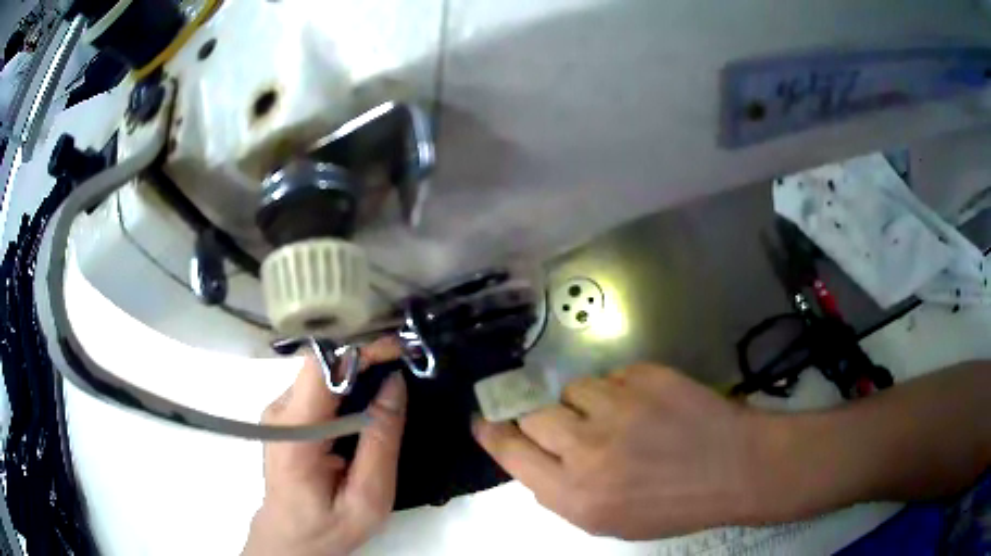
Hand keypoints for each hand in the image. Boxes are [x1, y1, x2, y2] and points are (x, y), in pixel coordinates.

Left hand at [243, 340, 405, 555]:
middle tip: (407, 363)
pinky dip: (348, 388)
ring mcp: (279, 411)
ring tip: (395, 381)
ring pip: (322, 374)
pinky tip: (370, 402)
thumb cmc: (328, 526)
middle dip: (367, 359)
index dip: (361, 351)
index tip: (401, 350)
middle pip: (323, 365)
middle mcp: (280, 411)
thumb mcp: (368, 497)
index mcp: (294, 433)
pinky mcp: (285, 416)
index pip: (322, 368)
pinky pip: (319, 388)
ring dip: (359, 372)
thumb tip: (394, 385)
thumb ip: (380, 442)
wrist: (290, 537)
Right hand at [472, 363, 777, 539]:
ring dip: (587, 404)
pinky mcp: (646, 376)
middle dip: (544, 419)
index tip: (483, 420)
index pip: (510, 452)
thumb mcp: (608, 521)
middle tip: (570, 427)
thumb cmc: (672, 505)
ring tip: (620, 419)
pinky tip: (648, 408)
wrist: (734, 468)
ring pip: (573, 389)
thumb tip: (534, 460)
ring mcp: (618, 406)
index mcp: (574, 493)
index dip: (492, 434)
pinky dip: (621, 390)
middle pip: (533, 413)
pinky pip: (612, 376)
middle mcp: (587, 448)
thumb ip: (562, 492)